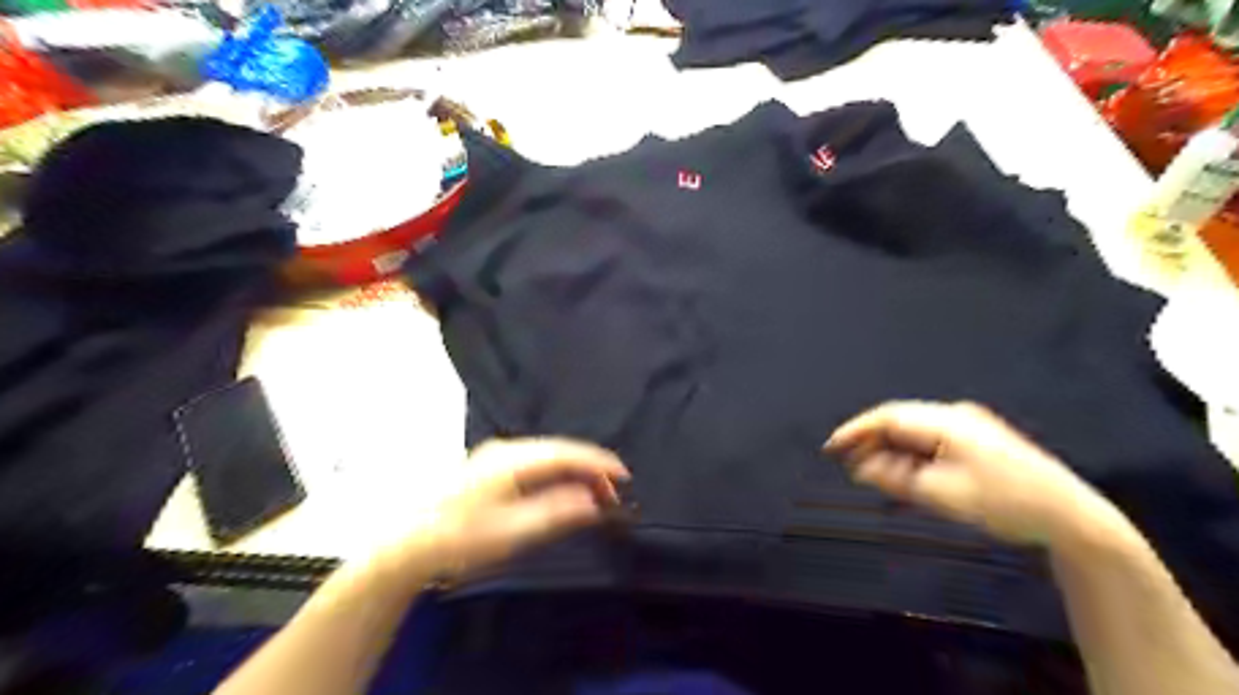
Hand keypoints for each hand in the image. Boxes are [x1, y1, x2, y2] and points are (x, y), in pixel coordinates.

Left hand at [385, 437, 628, 583]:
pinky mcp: (490, 464)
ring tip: (595, 492)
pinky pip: (536, 460)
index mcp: (513, 460)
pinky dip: (557, 472)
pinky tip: (564, 487)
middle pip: (560, 450)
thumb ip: (557, 513)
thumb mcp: (514, 532)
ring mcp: (496, 453)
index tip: (625, 477)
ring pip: (549, 453)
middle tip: (614, 492)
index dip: (599, 463)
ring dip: (575, 470)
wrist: (409, 542)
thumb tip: (594, 501)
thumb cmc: (461, 540)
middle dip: (591, 467)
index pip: (567, 453)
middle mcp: (507, 448)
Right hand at [820, 401, 1123, 549]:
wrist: (1072, 517)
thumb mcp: (942, 493)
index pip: (888, 417)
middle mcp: (956, 415)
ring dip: (891, 448)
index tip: (830, 446)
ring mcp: (970, 425)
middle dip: (871, 439)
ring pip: (915, 430)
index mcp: (947, 421)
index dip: (855, 430)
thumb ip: (895, 477)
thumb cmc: (1005, 503)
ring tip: (871, 470)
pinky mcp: (979, 439)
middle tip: (847, 462)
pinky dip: (911, 453)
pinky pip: (931, 440)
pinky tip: (904, 471)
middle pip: (900, 420)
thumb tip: (861, 467)